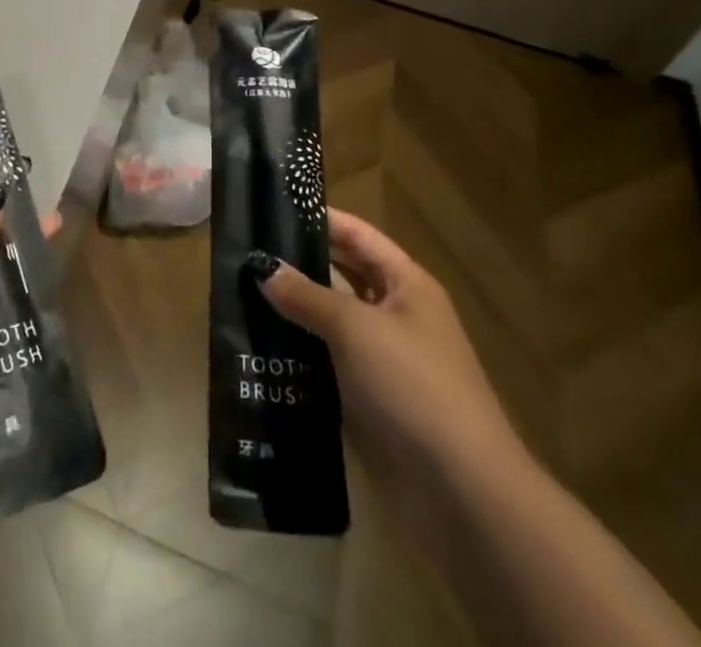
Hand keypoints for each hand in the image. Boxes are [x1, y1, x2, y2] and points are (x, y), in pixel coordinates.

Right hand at [258, 208, 528, 531]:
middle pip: (341, 276)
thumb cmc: (413, 386)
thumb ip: (306, 294)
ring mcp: (382, 360)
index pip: (357, 235)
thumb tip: (261, 267)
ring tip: (239, 295)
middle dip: (298, 265)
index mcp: (406, 284)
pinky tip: (257, 348)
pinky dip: (297, 354)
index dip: (320, 219)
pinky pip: (325, 364)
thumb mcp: (356, 328)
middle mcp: (396, 315)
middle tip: (246, 252)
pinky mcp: (367, 400)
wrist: (461, 493)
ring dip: (292, 312)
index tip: (272, 207)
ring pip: (329, 322)